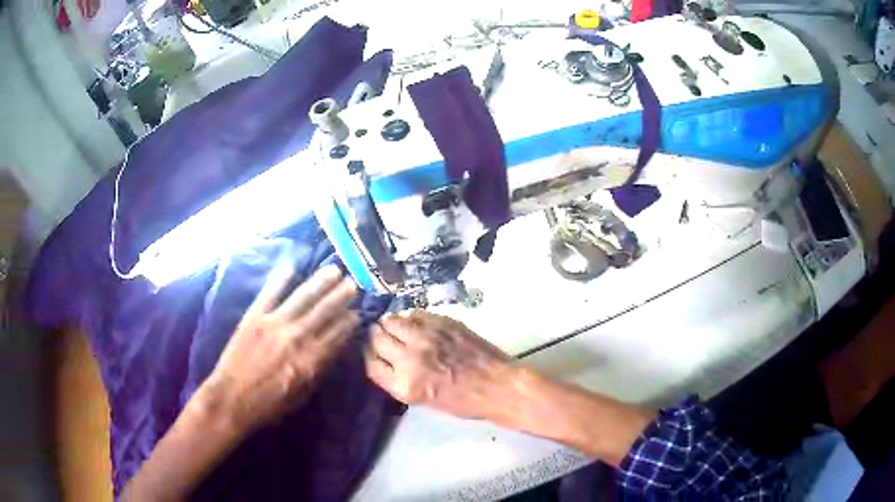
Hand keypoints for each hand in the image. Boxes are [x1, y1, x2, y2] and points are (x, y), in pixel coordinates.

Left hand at [199, 265, 359, 432]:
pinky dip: (280, 279)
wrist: (231, 399)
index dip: (349, 322)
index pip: (336, 335)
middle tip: (354, 283)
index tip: (358, 311)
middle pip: (324, 312)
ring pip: (302, 298)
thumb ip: (318, 370)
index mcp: (309, 361)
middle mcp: (296, 338)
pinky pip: (270, 293)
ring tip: (334, 270)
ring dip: (320, 282)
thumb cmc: (268, 404)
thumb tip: (332, 349)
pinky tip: (291, 266)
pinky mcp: (254, 317)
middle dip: (341, 296)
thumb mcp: (301, 395)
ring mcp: (273, 324)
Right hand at [364, 310, 514, 419]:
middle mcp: (410, 358)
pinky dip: (410, 318)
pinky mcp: (441, 322)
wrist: (497, 385)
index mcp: (404, 385)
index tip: (370, 352)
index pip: (370, 363)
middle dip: (376, 337)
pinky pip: (414, 313)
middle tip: (382, 337)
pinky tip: (417, 325)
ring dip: (390, 324)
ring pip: (391, 320)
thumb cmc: (462, 401)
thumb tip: (383, 359)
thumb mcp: (422, 400)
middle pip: (376, 338)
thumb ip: (398, 379)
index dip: (368, 355)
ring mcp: (426, 337)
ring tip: (398, 329)